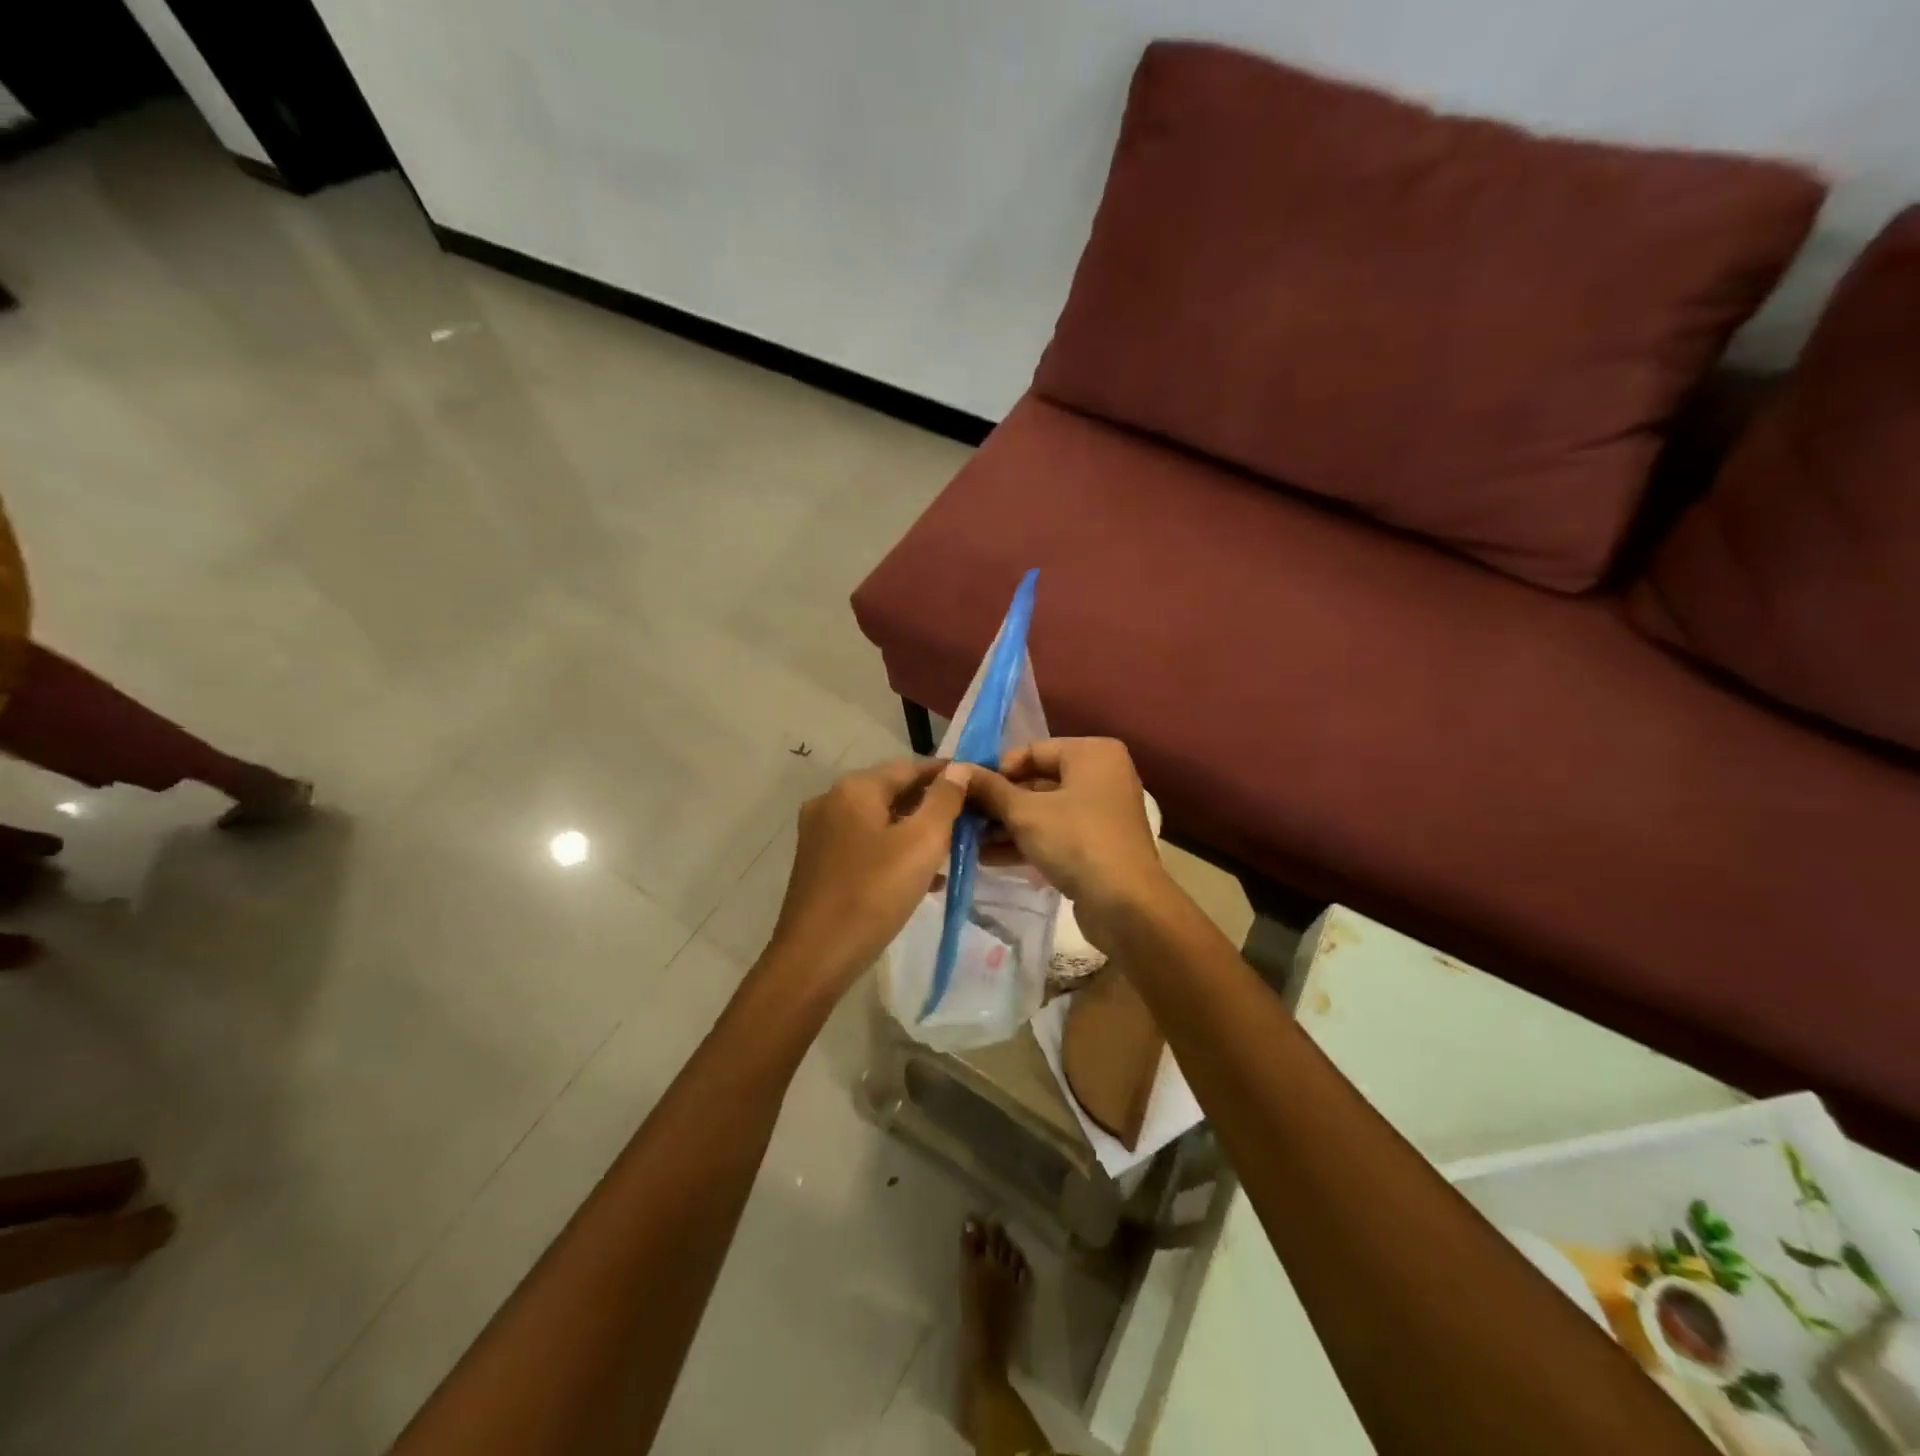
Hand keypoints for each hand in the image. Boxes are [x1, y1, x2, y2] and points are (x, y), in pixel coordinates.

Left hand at [762, 758, 969, 1000]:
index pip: (910, 766)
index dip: (946, 774)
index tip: (978, 785)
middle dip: (931, 804)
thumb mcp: (922, 843)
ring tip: (951, 851)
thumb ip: (944, 800)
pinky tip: (921, 877)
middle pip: (892, 791)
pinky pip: (864, 844)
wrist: (815, 957)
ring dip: (914, 830)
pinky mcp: (818, 862)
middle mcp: (831, 801)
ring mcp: (820, 833)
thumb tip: (959, 769)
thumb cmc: (874, 893)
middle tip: (968, 820)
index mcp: (854, 789)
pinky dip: (893, 851)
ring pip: (879, 820)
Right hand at [966, 738, 1174, 950]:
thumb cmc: (1077, 841)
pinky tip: (987, 858)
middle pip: (1037, 782)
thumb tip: (957, 770)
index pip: (1032, 751)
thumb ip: (990, 790)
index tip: (965, 791)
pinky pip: (1055, 834)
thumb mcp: (1025, 813)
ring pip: (1044, 811)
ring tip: (967, 841)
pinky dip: (1026, 842)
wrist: (1126, 904)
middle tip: (962, 818)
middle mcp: (1101, 776)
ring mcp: (1101, 812)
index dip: (996, 770)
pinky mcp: (1097, 844)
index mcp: (1092, 754)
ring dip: (1006, 826)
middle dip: (998, 803)